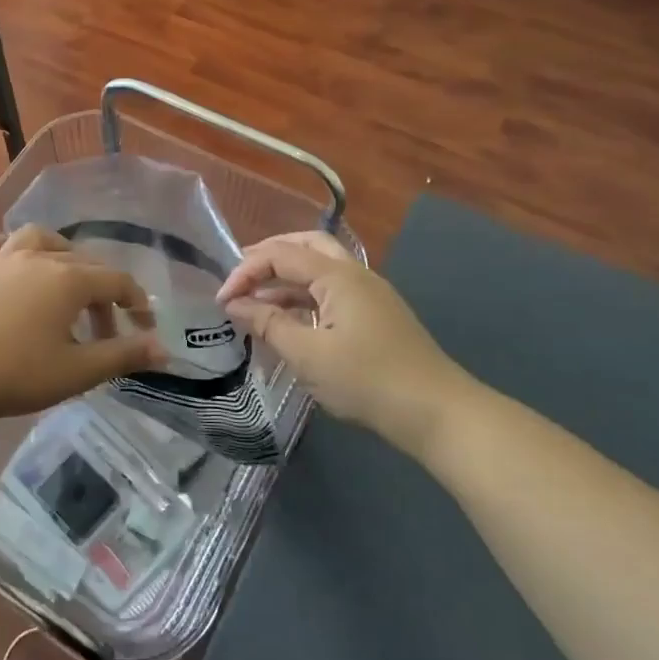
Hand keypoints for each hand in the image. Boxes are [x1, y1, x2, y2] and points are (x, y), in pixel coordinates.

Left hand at [0, 225, 167, 425]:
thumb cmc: (16, 374)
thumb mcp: (77, 371)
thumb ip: (123, 356)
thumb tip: (164, 350)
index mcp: (68, 279)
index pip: (116, 281)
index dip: (137, 304)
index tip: (144, 331)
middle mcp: (38, 257)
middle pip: (83, 264)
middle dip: (103, 294)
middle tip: (106, 331)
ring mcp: (1, 260)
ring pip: (39, 239)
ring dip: (61, 254)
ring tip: (66, 278)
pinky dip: (8, 249)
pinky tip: (11, 263)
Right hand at [215, 231, 480, 458]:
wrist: (436, 413)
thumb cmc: (367, 380)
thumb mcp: (307, 354)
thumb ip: (268, 323)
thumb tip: (234, 304)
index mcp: (338, 275)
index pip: (281, 254)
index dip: (245, 271)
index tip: (222, 300)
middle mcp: (355, 274)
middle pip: (305, 246)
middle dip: (268, 257)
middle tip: (240, 277)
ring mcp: (370, 293)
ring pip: (320, 269)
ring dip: (286, 277)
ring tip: (256, 300)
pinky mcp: (376, 315)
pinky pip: (332, 291)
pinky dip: (304, 296)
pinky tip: (289, 319)